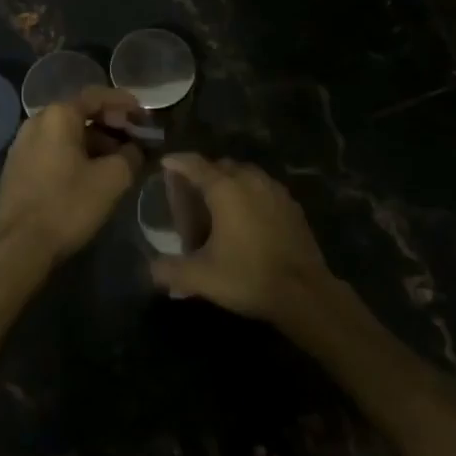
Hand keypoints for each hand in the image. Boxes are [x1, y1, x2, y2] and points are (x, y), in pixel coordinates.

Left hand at [0, 86, 144, 267]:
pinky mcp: (17, 166)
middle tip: (134, 138)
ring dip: (94, 141)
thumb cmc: (67, 205)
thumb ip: (131, 156)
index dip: (124, 102)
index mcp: (58, 115)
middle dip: (110, 124)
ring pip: (66, 133)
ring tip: (118, 159)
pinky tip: (91, 173)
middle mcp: (37, 121)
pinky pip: (53, 148)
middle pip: (80, 113)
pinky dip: (76, 153)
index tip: (144, 115)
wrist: (17, 247)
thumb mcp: (111, 180)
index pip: (96, 96)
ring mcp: (23, 144)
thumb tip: (135, 148)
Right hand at [148, 155, 331, 321]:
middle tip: (191, 192)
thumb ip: (171, 271)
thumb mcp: (202, 277)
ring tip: (219, 203)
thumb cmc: (248, 276)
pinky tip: (248, 215)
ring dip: (229, 181)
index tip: (165, 163)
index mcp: (224, 188)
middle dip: (204, 173)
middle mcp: (249, 179)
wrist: (305, 292)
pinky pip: (263, 187)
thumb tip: (151, 270)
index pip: (195, 164)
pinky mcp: (291, 204)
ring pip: (244, 174)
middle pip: (220, 165)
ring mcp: (274, 189)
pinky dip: (250, 193)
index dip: (177, 162)